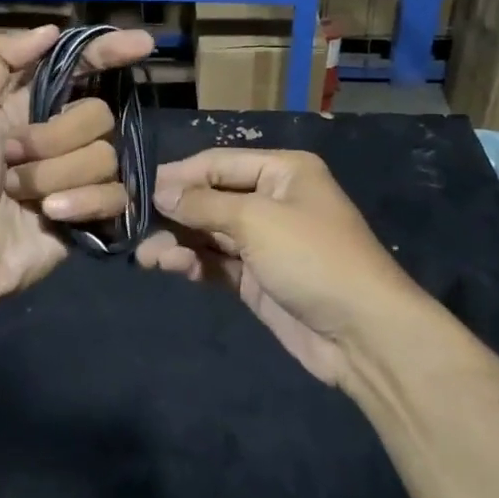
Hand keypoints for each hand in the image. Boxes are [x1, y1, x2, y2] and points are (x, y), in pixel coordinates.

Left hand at [0, 24, 154, 321]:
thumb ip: (0, 57)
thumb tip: (53, 29)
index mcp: (29, 104)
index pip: (82, 67)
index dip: (111, 53)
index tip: (144, 45)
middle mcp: (59, 135)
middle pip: (98, 115)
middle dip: (55, 138)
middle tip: (11, 159)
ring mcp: (76, 176)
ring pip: (106, 156)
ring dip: (57, 175)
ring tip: (20, 195)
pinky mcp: (89, 215)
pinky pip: (115, 195)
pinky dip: (83, 203)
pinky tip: (51, 215)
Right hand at [135, 149, 420, 385]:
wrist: (363, 334)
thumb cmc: (313, 258)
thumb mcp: (257, 221)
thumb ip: (204, 205)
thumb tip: (161, 191)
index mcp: (283, 171)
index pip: (219, 163)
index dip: (180, 175)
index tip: (139, 189)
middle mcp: (272, 200)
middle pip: (212, 198)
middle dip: (176, 212)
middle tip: (135, 226)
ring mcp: (265, 242)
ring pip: (210, 233)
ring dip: (179, 241)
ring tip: (147, 257)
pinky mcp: (257, 279)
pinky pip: (217, 262)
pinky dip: (194, 263)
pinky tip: (170, 267)